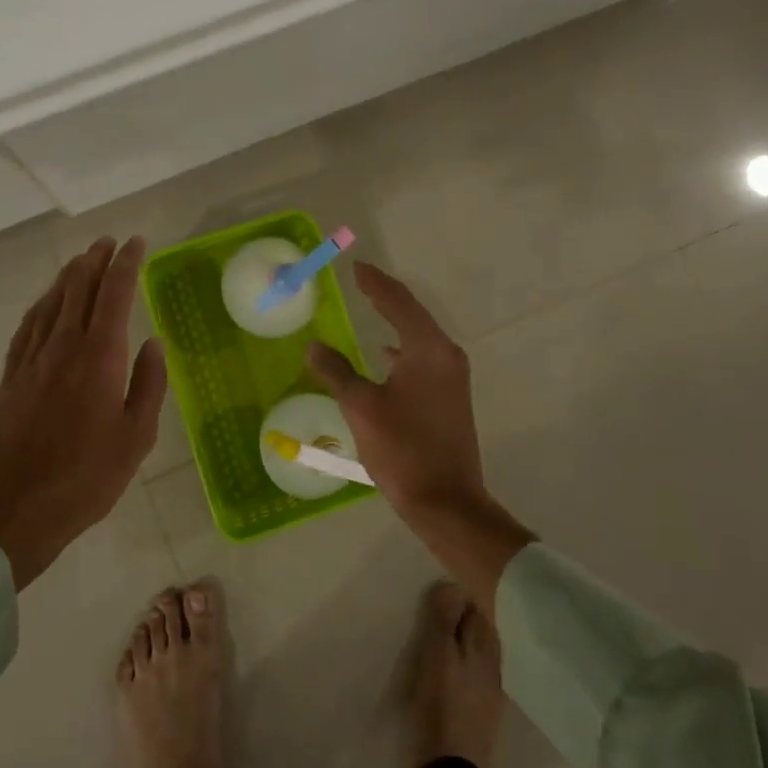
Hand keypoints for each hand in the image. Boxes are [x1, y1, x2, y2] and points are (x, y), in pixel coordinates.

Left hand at [0, 237, 167, 587]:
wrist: (13, 508)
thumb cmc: (86, 477)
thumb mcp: (136, 437)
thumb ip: (148, 385)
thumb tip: (153, 343)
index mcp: (100, 357)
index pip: (115, 293)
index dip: (128, 264)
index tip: (138, 243)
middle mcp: (64, 345)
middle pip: (79, 287)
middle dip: (96, 259)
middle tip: (109, 242)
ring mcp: (32, 359)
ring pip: (51, 301)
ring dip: (69, 276)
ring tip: (82, 261)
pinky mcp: (11, 376)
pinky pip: (28, 325)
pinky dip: (42, 304)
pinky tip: (47, 302)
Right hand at [307, 261, 534, 608]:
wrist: (447, 501)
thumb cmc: (403, 449)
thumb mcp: (361, 407)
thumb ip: (336, 371)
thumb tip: (315, 346)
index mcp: (428, 349)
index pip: (398, 302)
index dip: (375, 282)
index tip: (356, 267)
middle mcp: (446, 355)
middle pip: (413, 314)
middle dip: (386, 296)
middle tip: (361, 281)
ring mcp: (453, 377)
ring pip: (419, 336)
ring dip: (395, 320)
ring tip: (370, 307)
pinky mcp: (450, 396)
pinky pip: (423, 357)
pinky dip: (402, 347)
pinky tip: (385, 356)